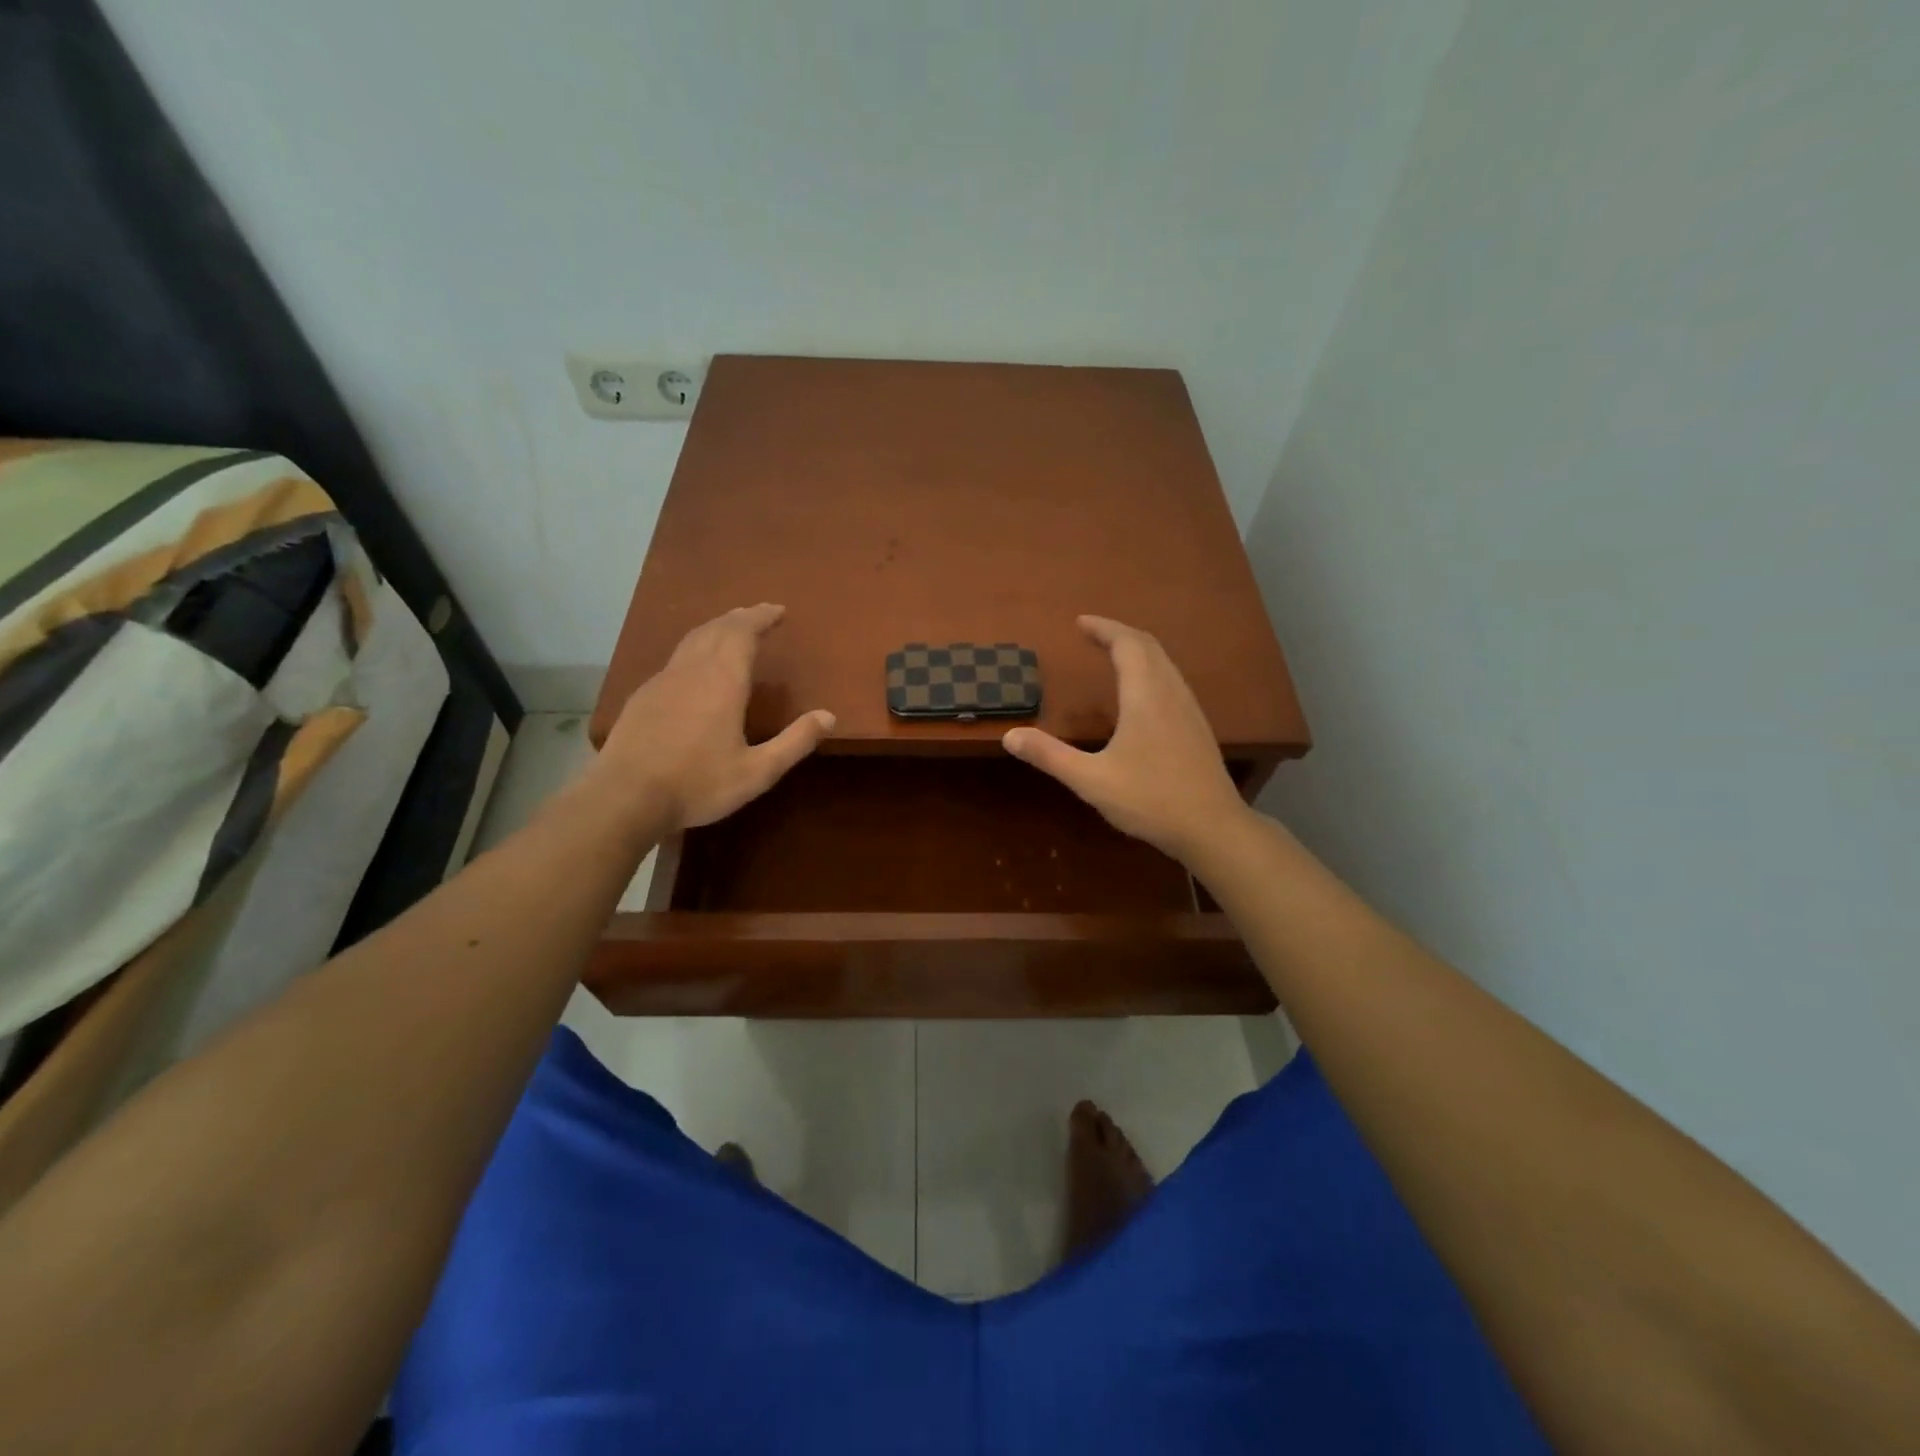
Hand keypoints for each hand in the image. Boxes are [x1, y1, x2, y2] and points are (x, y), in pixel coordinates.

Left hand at [592, 603, 834, 832]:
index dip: (761, 617)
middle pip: (716, 629)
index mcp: (722, 681)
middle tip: (759, 614)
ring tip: (731, 630)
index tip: (778, 610)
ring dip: (716, 628)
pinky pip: (675, 658)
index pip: (743, 633)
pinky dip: (695, 648)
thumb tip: (828, 716)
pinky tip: (696, 667)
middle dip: (740, 618)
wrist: (624, 797)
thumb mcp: (757, 771)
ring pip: (692, 640)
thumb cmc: (697, 784)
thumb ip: (794, 742)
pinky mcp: (642, 696)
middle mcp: (692, 671)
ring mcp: (662, 681)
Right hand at [1002, 615, 1250, 863]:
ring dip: (1138, 650)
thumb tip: (1010, 736)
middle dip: (1119, 633)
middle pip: (1149, 646)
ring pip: (1164, 663)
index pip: (1127, 644)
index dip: (1103, 628)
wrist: (1213, 828)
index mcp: (1145, 696)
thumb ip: (1050, 756)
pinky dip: (1151, 669)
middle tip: (1092, 633)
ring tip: (1112, 654)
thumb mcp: (1091, 780)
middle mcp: (1171, 693)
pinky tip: (1140, 693)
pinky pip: (1172, 680)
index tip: (1080, 622)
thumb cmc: (1150, 800)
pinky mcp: (1197, 727)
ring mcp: (1189, 709)